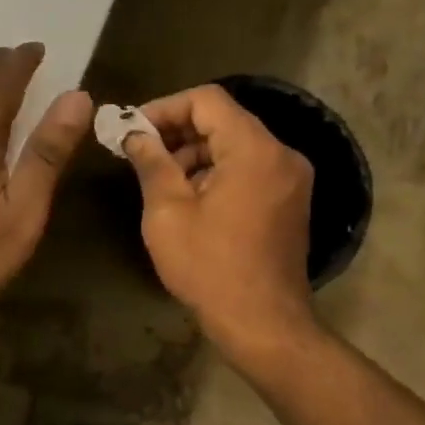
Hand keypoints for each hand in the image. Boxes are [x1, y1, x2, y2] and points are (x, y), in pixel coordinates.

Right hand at [122, 84, 316, 362]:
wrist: (262, 323)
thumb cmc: (210, 268)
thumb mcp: (168, 213)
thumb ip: (151, 163)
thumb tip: (135, 134)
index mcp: (254, 150)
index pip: (207, 100)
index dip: (165, 108)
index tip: (133, 130)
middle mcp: (282, 154)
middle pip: (224, 121)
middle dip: (178, 132)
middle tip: (139, 155)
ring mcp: (291, 179)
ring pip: (236, 146)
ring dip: (196, 155)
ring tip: (160, 182)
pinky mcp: (290, 202)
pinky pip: (250, 170)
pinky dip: (218, 173)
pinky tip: (189, 201)